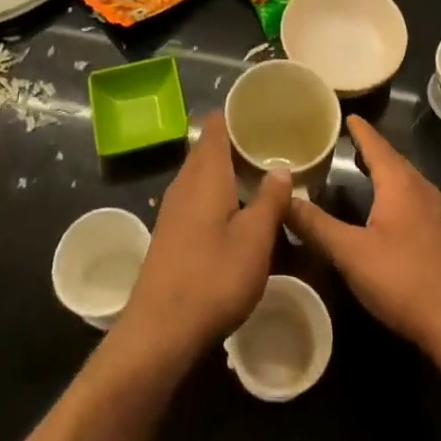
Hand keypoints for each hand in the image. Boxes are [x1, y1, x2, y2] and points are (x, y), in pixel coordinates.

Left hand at [120, 119, 288, 362]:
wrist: (160, 330)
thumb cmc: (213, 277)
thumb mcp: (255, 240)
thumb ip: (270, 200)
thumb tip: (280, 167)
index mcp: (206, 173)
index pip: (216, 124)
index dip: (238, 112)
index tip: (265, 110)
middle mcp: (185, 181)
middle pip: (209, 146)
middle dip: (238, 140)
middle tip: (273, 141)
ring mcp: (173, 207)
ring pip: (203, 172)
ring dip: (228, 167)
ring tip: (261, 172)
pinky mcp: (171, 231)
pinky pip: (197, 193)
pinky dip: (218, 189)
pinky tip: (238, 208)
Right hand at [287, 115, 440, 358]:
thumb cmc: (404, 280)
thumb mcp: (351, 254)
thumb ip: (316, 225)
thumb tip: (283, 197)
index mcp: (400, 184)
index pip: (376, 144)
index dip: (360, 130)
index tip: (348, 115)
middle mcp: (422, 188)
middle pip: (393, 160)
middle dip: (371, 149)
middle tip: (349, 140)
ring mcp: (438, 212)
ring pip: (407, 180)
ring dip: (386, 171)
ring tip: (365, 168)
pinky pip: (416, 199)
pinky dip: (398, 192)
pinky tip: (390, 209)